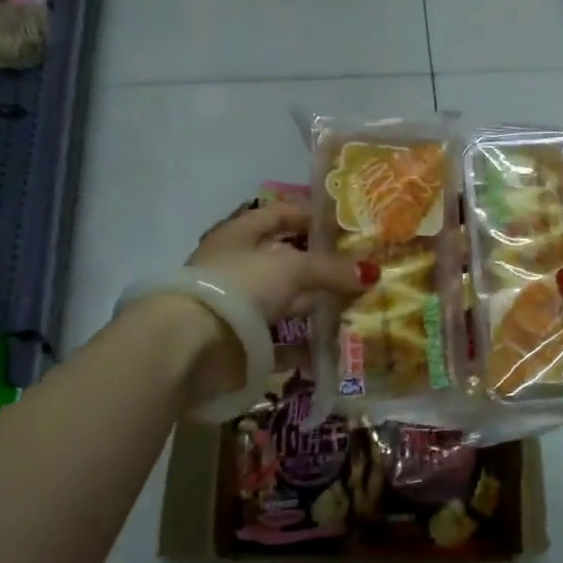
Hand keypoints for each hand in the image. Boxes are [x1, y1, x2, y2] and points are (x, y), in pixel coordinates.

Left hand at [168, 201, 373, 396]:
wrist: (191, 345)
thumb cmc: (239, 286)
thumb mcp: (292, 267)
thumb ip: (330, 269)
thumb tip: (371, 271)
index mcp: (240, 234)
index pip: (278, 215)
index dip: (308, 215)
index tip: (343, 225)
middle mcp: (236, 266)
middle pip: (284, 260)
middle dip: (319, 266)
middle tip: (358, 270)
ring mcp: (235, 307)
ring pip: (283, 301)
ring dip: (313, 305)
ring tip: (353, 308)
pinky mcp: (238, 344)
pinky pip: (277, 341)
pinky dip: (301, 345)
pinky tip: (330, 348)